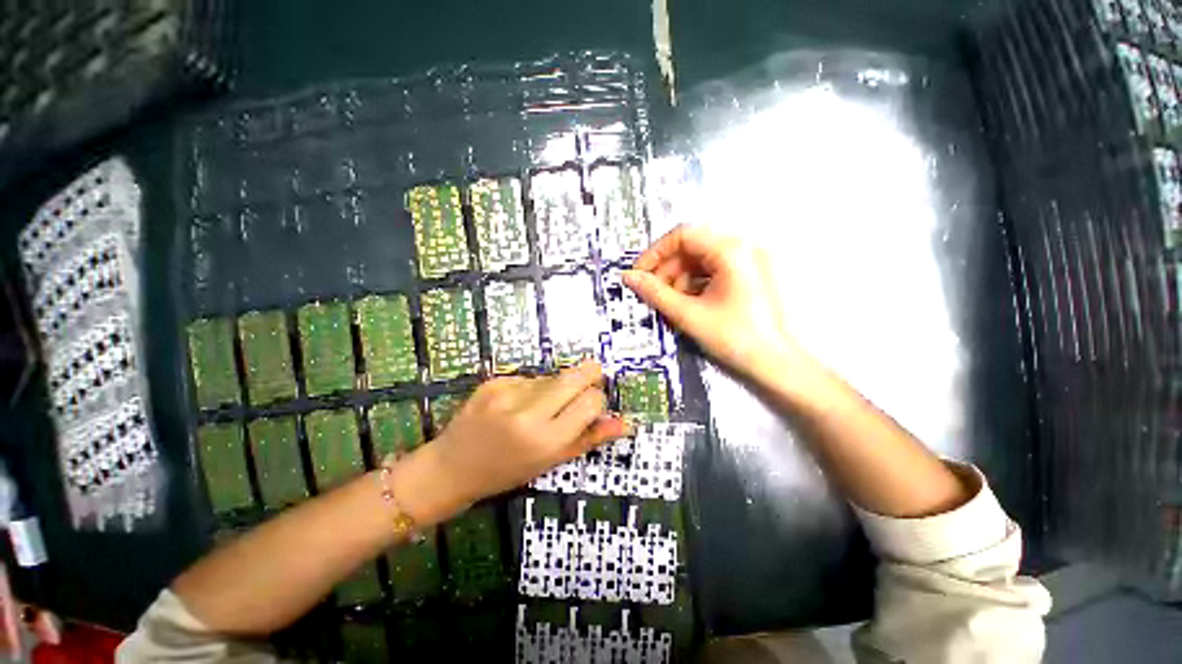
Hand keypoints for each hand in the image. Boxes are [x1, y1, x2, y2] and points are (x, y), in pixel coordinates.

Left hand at [402, 361, 627, 520]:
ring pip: (554, 376)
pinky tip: (518, 403)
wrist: (451, 467)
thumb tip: (624, 423)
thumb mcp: (551, 462)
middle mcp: (527, 412)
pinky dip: (533, 387)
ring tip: (540, 407)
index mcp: (546, 439)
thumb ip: (589, 439)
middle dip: (590, 375)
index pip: (592, 401)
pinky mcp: (494, 381)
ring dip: (557, 387)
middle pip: (576, 376)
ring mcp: (507, 392)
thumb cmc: (506, 472)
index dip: (597, 401)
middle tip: (587, 385)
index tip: (592, 407)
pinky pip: (530, 377)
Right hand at [624, 224, 802, 381]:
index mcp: (731, 250)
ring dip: (680, 278)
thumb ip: (654, 293)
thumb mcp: (688, 314)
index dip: (655, 253)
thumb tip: (628, 277)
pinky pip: (714, 270)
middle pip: (692, 247)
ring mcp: (749, 260)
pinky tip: (688, 303)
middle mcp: (743, 247)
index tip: (639, 274)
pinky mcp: (750, 274)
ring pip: (701, 260)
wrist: (778, 364)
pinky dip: (696, 284)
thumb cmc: (735, 338)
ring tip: (670, 303)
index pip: (682, 235)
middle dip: (667, 269)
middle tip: (651, 293)